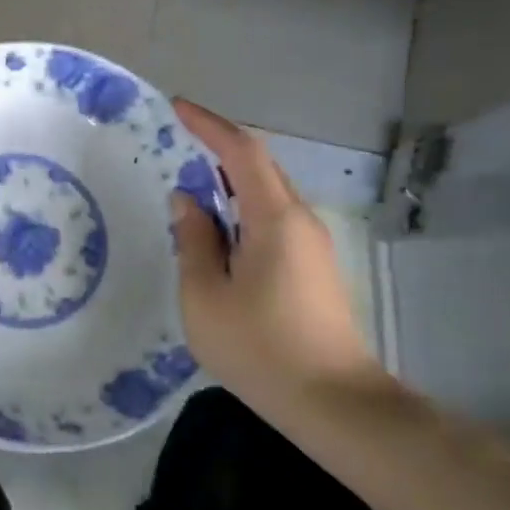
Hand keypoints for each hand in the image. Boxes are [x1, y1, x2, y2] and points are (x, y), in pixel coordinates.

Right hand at [170, 98, 387, 409]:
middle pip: (260, 167)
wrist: (332, 401)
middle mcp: (300, 221)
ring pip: (268, 193)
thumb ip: (193, 240)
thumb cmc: (259, 347)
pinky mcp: (312, 267)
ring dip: (229, 181)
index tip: (177, 107)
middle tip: (178, 141)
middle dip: (219, 147)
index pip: (242, 153)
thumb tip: (187, 201)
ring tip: (190, 187)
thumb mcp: (204, 295)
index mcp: (275, 219)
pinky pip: (272, 218)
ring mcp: (312, 244)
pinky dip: (242, 209)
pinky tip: (218, 230)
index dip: (210, 125)